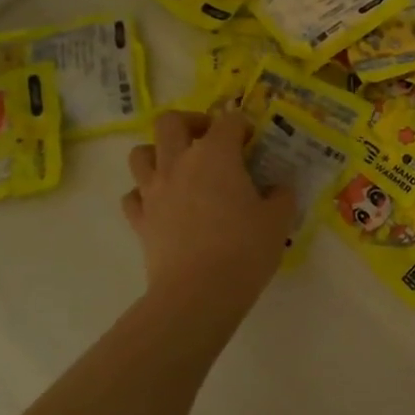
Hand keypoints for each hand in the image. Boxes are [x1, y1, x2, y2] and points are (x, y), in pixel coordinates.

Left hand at [121, 110, 293, 298]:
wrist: (199, 293)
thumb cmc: (245, 248)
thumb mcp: (279, 219)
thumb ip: (281, 196)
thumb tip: (277, 189)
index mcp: (216, 155)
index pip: (229, 121)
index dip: (243, 127)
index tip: (254, 143)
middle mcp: (179, 163)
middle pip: (171, 122)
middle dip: (191, 123)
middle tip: (209, 139)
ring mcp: (153, 191)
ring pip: (141, 153)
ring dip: (159, 153)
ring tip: (180, 168)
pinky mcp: (140, 220)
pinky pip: (133, 195)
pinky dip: (145, 193)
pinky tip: (163, 204)